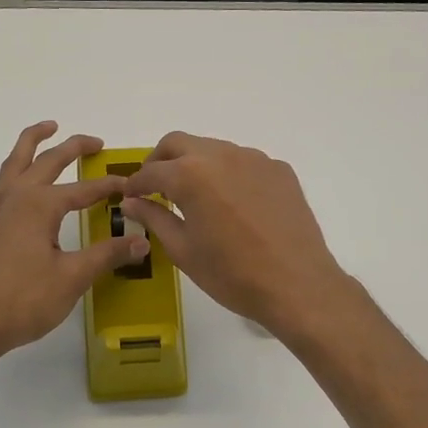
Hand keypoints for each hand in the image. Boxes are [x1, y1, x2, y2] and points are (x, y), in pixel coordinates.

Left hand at [0, 122, 149, 365]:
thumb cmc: (22, 300)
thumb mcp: (72, 278)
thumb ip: (107, 255)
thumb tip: (142, 241)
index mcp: (39, 204)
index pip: (84, 189)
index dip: (109, 186)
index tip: (130, 185)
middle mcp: (13, 196)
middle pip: (47, 161)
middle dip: (73, 147)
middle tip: (95, 141)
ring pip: (14, 162)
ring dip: (33, 142)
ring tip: (47, 128)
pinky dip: (10, 174)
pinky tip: (14, 186)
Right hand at [118, 132, 355, 344]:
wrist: (297, 284)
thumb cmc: (232, 274)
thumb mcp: (183, 250)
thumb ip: (154, 218)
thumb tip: (131, 202)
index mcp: (190, 174)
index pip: (151, 171)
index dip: (135, 184)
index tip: (130, 197)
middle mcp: (221, 155)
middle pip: (179, 143)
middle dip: (161, 161)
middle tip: (156, 187)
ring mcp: (255, 159)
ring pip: (213, 149)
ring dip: (196, 164)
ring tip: (195, 196)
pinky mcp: (279, 169)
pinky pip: (244, 162)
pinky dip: (228, 174)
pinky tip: (233, 204)